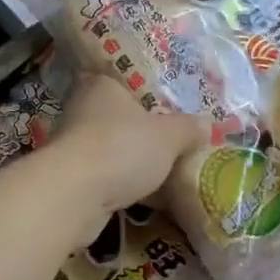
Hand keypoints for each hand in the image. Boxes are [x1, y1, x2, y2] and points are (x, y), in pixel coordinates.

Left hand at [47, 74, 204, 214]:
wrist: (74, 195)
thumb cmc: (122, 148)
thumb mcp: (169, 136)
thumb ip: (188, 128)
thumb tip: (206, 124)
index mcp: (103, 85)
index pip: (128, 80)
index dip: (152, 94)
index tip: (174, 109)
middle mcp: (84, 109)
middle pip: (123, 118)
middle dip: (147, 133)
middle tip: (180, 143)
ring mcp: (75, 145)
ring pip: (116, 150)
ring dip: (137, 162)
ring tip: (170, 173)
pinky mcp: (74, 178)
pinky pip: (109, 178)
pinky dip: (127, 186)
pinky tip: (152, 198)